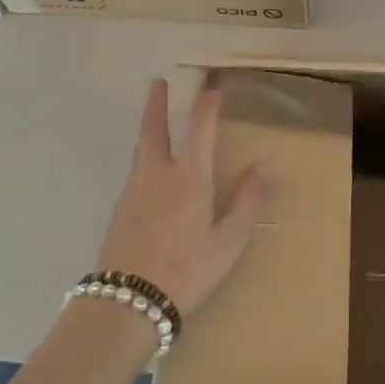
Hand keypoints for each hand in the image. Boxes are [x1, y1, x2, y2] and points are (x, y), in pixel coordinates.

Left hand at [95, 78, 265, 316]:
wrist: (127, 302)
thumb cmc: (186, 271)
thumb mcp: (227, 242)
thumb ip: (246, 202)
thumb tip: (263, 167)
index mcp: (189, 178)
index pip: (199, 128)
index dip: (207, 103)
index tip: (212, 84)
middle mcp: (158, 174)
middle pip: (154, 128)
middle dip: (158, 103)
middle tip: (159, 81)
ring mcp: (134, 190)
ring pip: (142, 147)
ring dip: (149, 125)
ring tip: (155, 115)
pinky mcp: (121, 208)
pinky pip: (136, 168)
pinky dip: (145, 153)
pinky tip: (151, 167)